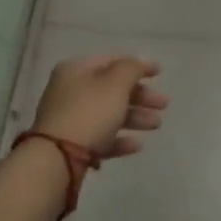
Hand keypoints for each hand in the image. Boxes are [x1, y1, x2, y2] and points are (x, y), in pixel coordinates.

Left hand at [31, 54, 168, 159]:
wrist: (57, 159)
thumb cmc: (89, 112)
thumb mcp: (116, 84)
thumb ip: (132, 69)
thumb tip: (140, 63)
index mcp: (76, 70)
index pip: (111, 61)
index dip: (137, 65)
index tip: (160, 74)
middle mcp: (70, 91)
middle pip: (112, 89)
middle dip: (140, 96)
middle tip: (164, 105)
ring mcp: (69, 119)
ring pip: (108, 114)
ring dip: (135, 117)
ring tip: (157, 125)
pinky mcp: (71, 146)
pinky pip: (100, 137)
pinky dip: (119, 139)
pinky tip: (137, 146)